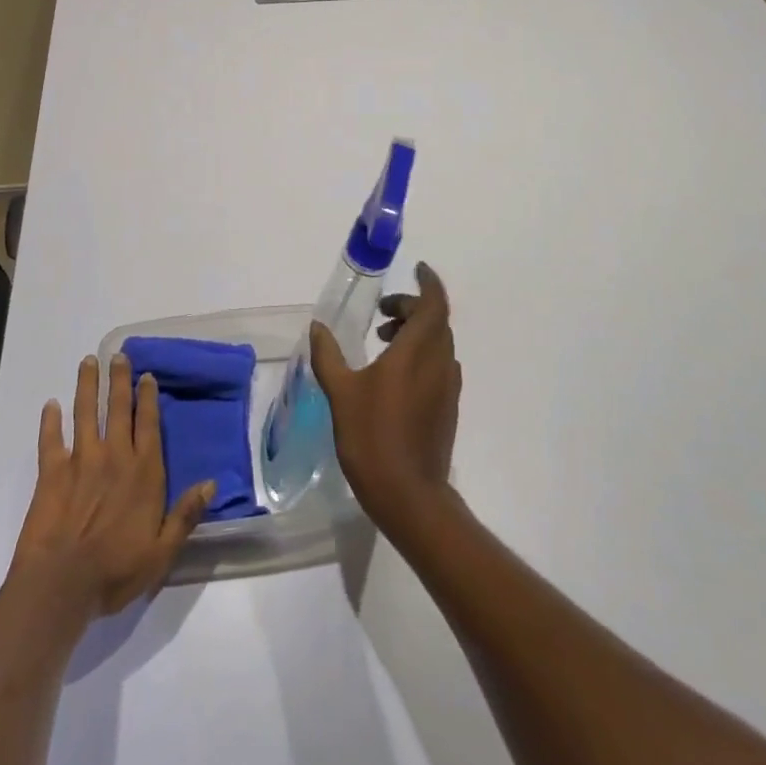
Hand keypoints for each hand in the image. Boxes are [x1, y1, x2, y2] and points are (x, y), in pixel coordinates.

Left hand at [11, 354, 214, 619]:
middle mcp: (114, 457)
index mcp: (143, 472)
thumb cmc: (116, 570)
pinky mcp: (52, 473)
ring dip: (87, 386)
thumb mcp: (163, 551)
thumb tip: (212, 483)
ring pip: (86, 413)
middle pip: (118, 409)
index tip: (147, 375)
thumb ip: (186, 515)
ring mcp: (81, 461)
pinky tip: (50, 405)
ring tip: (88, 362)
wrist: (62, 584)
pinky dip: (50, 421)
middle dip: (119, 380)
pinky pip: (51, 440)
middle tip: (118, 355)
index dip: (148, 398)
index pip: (149, 424)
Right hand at [310, 261, 461, 530]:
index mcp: (417, 352)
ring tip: (383, 342)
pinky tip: (394, 374)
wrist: (410, 496)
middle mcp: (439, 362)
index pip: (434, 303)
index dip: (428, 282)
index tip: (417, 269)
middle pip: (435, 320)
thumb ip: (328, 355)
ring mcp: (447, 386)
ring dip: (416, 331)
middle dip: (411, 307)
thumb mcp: (341, 393)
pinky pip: (439, 364)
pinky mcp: (448, 407)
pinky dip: (421, 354)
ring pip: (439, 343)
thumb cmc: (373, 438)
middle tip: (382, 313)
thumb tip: (317, 326)